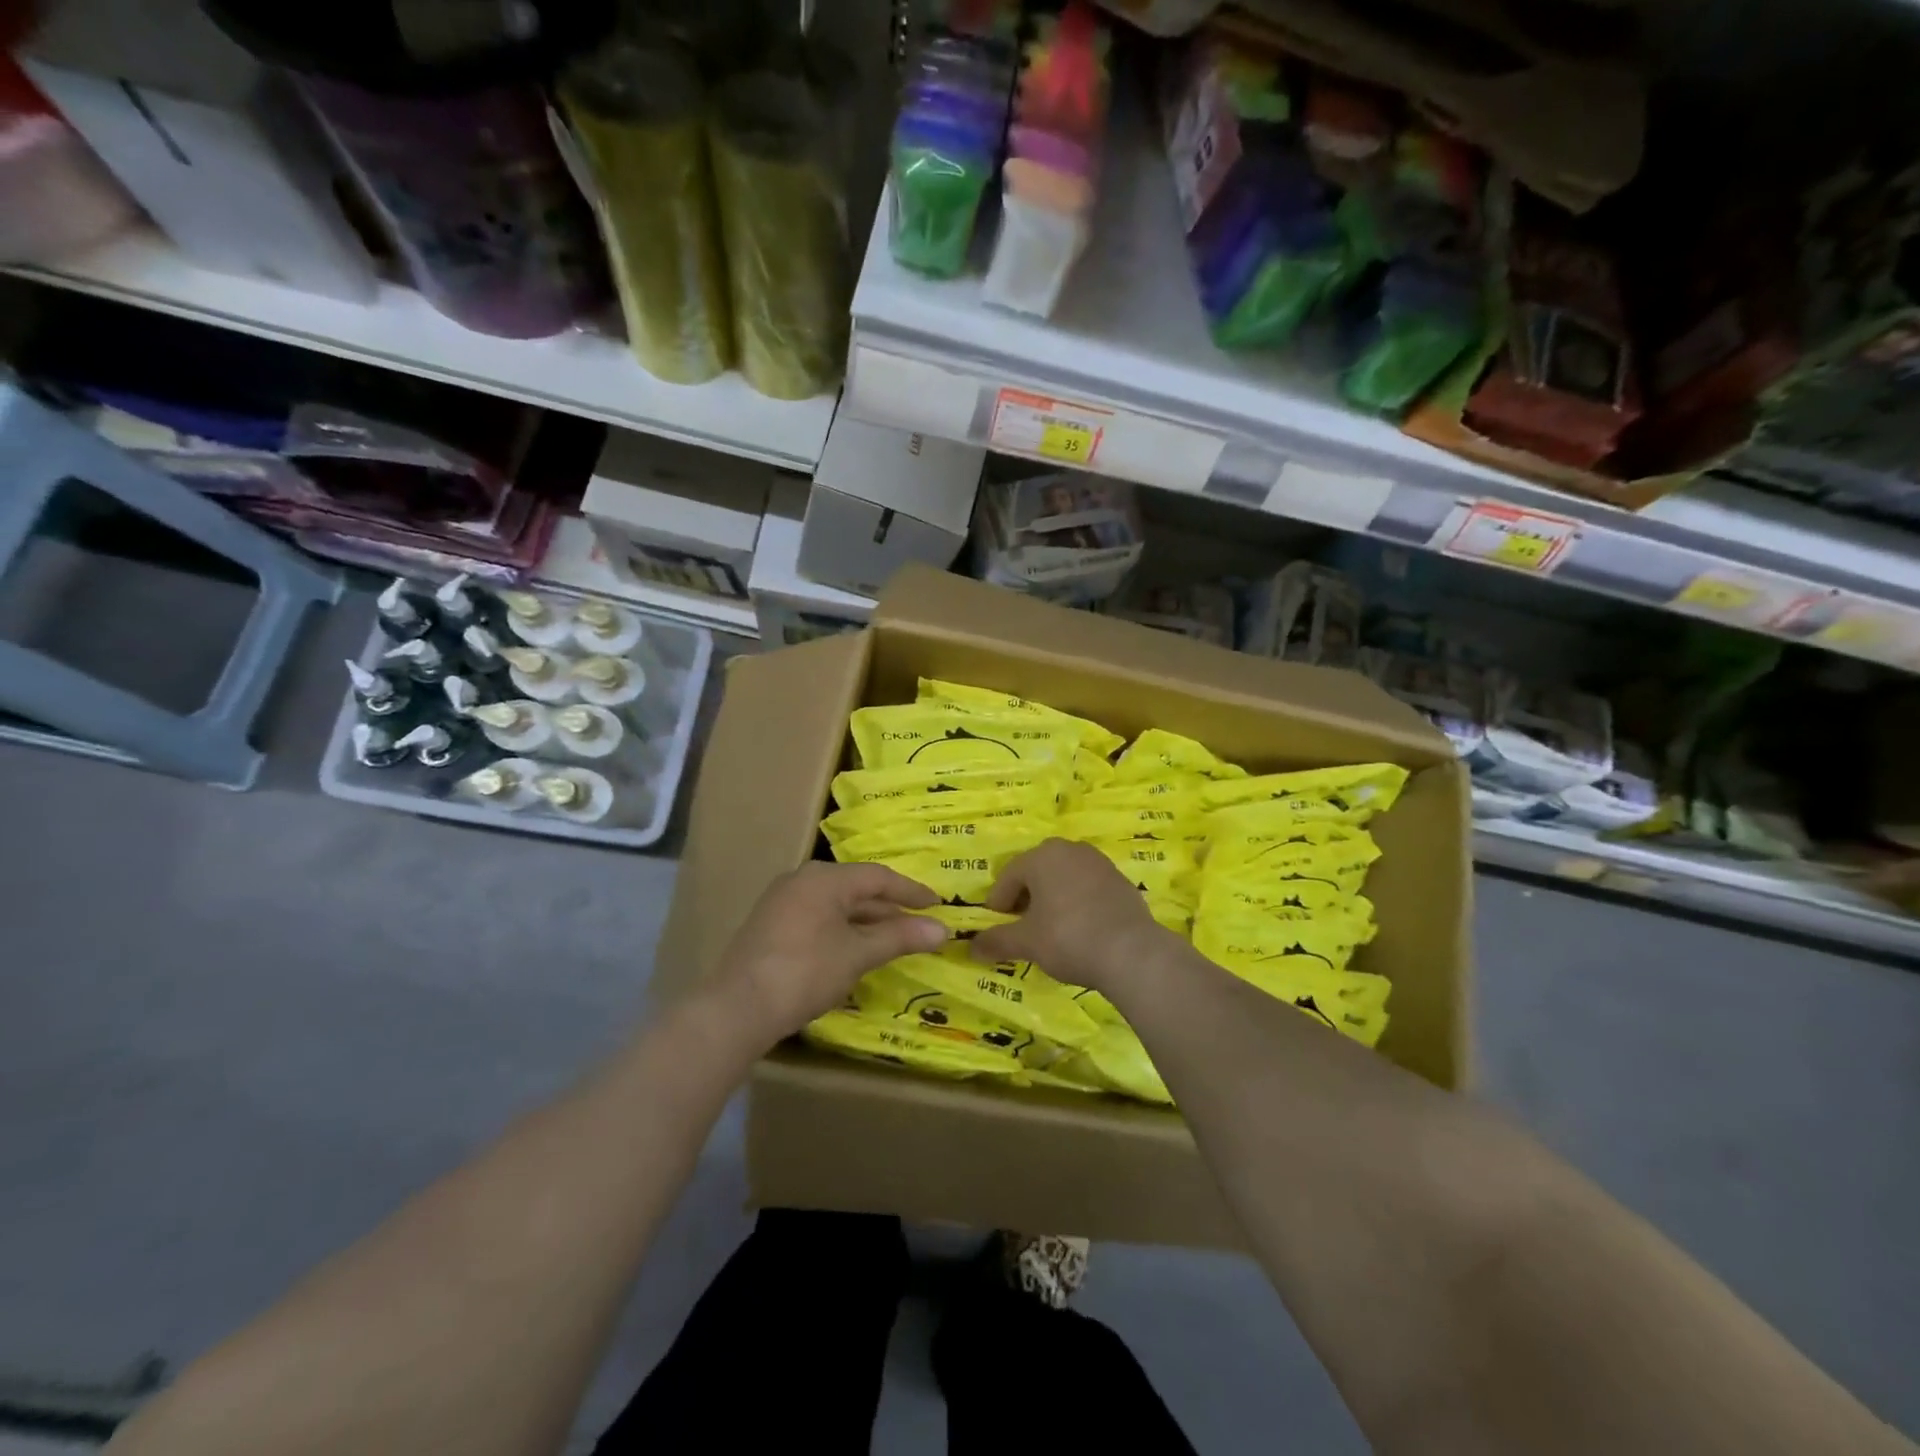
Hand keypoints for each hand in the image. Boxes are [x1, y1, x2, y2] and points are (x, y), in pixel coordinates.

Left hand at [705, 862, 948, 1049]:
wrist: (737, 1009)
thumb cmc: (805, 972)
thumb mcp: (858, 954)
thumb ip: (900, 937)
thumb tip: (943, 929)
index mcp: (824, 878)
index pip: (878, 877)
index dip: (911, 891)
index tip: (938, 904)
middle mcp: (802, 880)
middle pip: (857, 888)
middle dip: (889, 909)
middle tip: (919, 925)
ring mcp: (783, 902)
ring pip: (837, 905)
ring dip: (867, 922)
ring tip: (894, 941)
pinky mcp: (772, 925)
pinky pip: (819, 918)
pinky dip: (843, 930)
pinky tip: (856, 951)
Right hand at [969, 838, 1176, 990]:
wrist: (1132, 952)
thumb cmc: (1068, 938)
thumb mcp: (1026, 943)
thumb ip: (996, 941)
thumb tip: (971, 947)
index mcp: (1043, 856)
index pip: (1009, 875)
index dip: (999, 902)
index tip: (997, 926)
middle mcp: (1071, 849)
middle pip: (1037, 871)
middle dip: (1026, 896)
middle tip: (1021, 925)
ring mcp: (1100, 863)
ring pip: (1064, 877)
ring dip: (1052, 898)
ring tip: (1050, 928)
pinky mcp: (1121, 881)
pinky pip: (1088, 887)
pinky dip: (1077, 903)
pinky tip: (1079, 929)